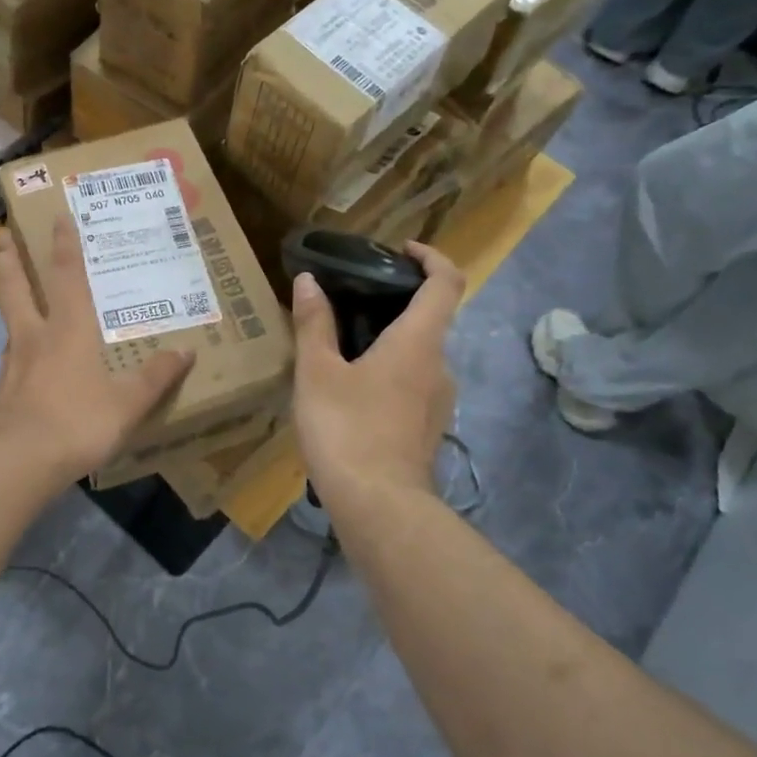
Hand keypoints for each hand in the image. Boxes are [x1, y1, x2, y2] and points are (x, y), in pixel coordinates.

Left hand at [0, 219, 193, 485]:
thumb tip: (187, 351)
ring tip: (8, 289)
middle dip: (9, 258)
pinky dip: (13, 344)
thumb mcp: (128, 403)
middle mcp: (35, 336)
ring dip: (5, 296)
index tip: (57, 215)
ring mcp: (13, 363)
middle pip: (14, 286)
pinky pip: (9, 356)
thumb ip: (156, 377)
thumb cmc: (77, 422)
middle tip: (2, 233)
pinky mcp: (2, 391)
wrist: (19, 461)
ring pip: (6, 318)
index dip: (64, 244)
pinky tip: (20, 356)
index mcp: (69, 330)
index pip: (66, 276)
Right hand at [291, 242, 462, 510]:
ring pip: (419, 356)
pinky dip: (390, 372)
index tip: (402, 250)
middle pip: (430, 319)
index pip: (446, 282)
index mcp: (419, 342)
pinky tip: (351, 391)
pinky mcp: (428, 428)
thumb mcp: (317, 373)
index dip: (431, 257)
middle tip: (351, 301)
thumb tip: (310, 280)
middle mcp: (439, 365)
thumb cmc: (347, 429)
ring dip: (390, 342)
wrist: (379, 506)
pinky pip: (413, 385)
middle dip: (396, 303)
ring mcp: (438, 401)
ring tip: (342, 348)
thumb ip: (314, 324)